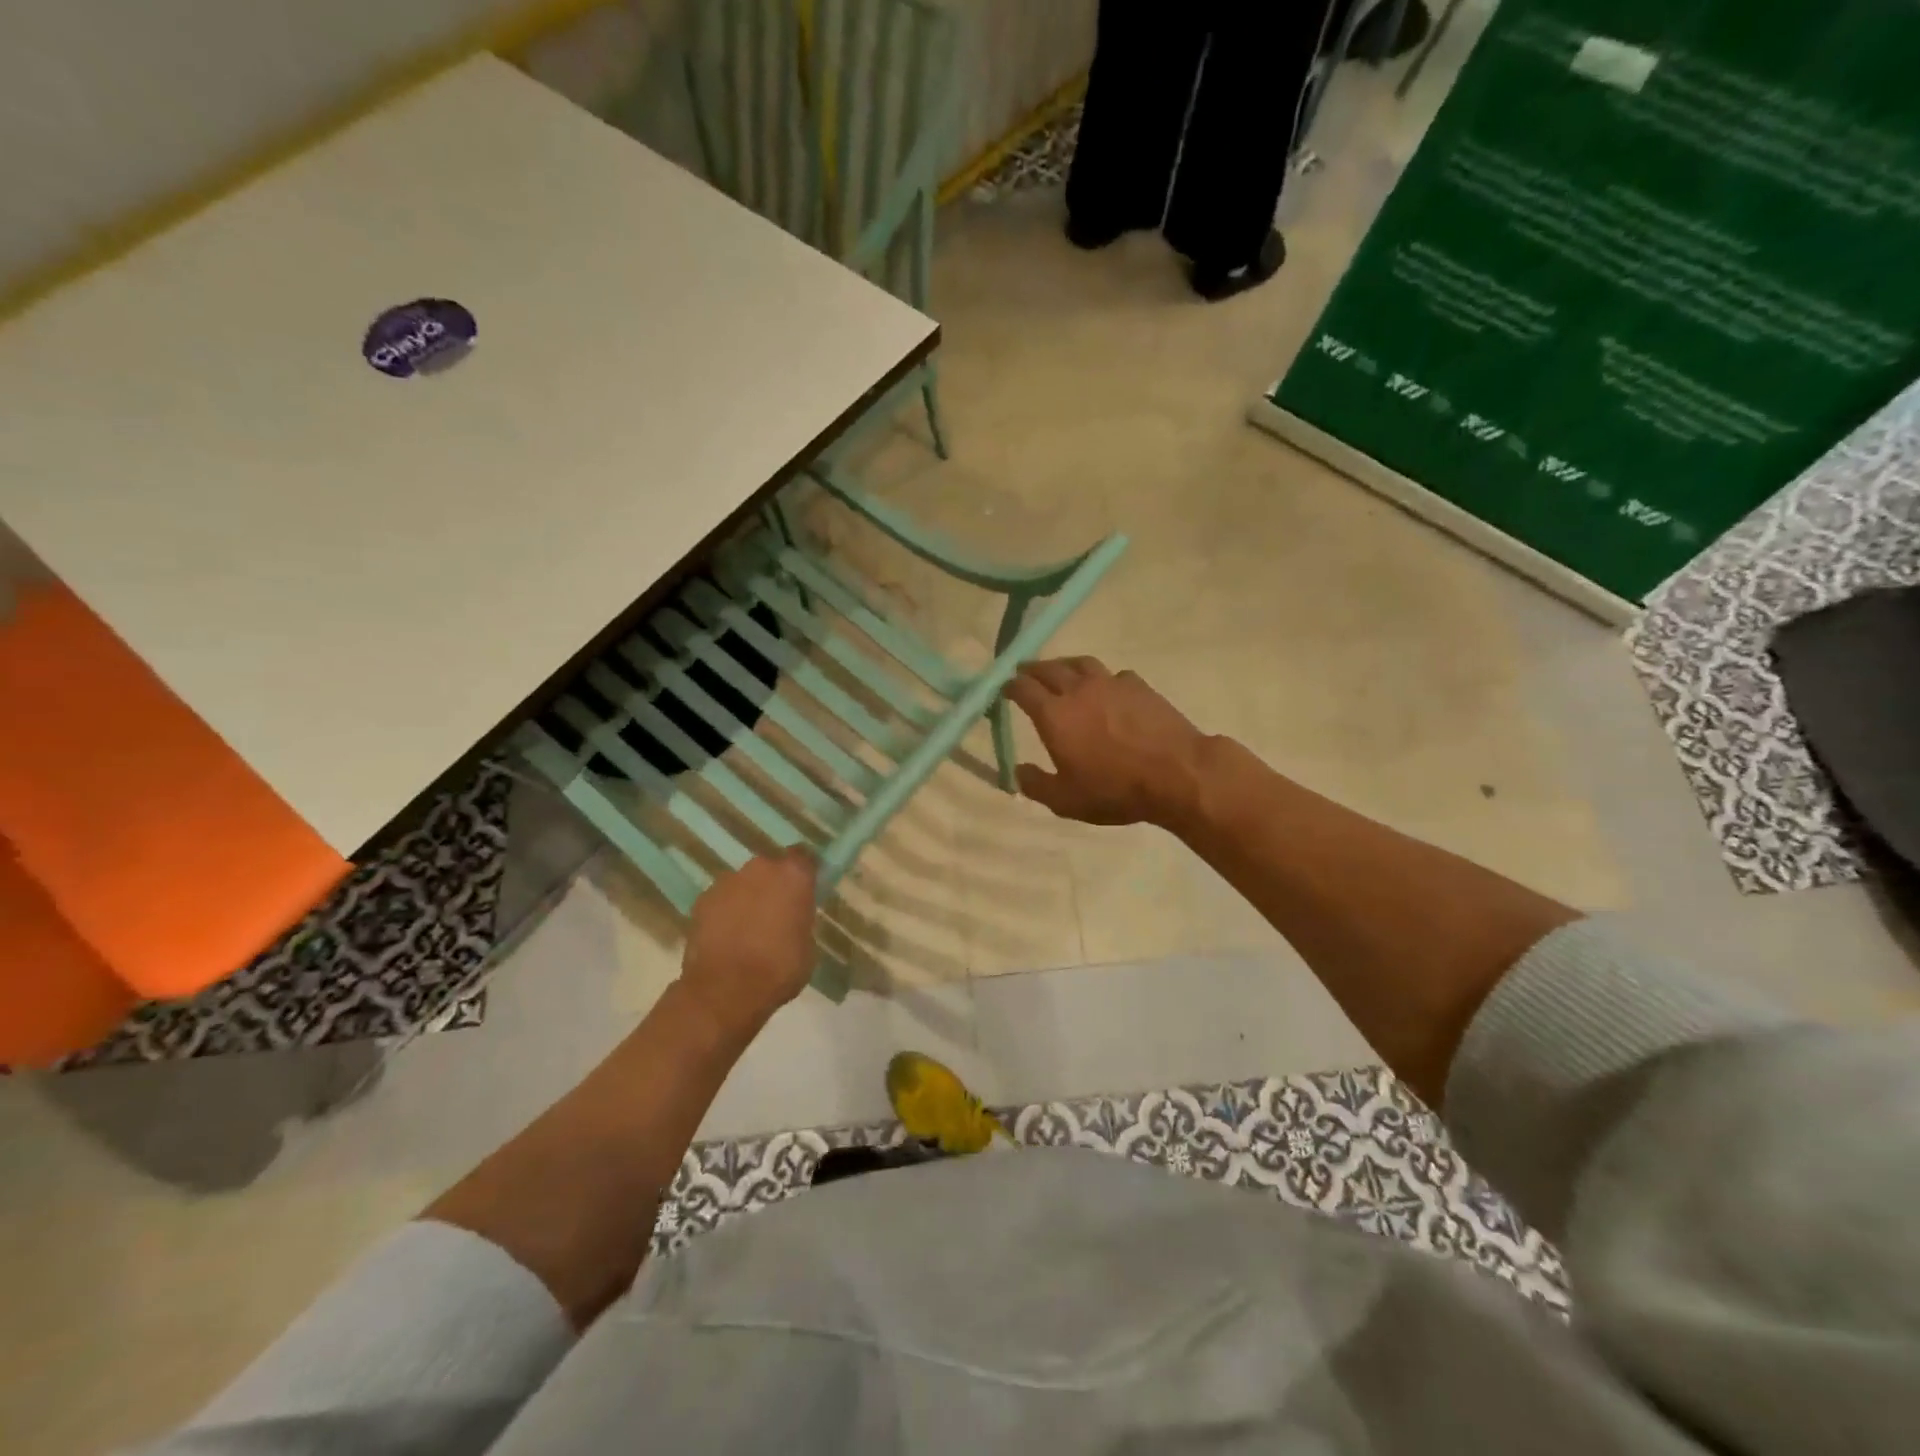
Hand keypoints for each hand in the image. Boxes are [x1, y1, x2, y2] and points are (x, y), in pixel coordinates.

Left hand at [679, 849, 818, 1033]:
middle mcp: (761, 868)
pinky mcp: (702, 900)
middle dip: (774, 885)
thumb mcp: (808, 946)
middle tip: (777, 913)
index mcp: (793, 875)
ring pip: (744, 883)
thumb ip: (801, 920)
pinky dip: (725, 912)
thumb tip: (793, 919)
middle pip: (771, 868)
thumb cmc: (779, 969)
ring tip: (749, 929)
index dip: (805, 874)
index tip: (806, 891)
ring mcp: (728, 881)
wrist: (726, 991)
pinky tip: (727, 937)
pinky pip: (722, 900)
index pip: (804, 858)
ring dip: (748, 898)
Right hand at [1003, 658, 1209, 827]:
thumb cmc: (1114, 789)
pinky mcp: (1139, 686)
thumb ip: (1036, 785)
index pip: (1023, 689)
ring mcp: (1111, 683)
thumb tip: (1018, 771)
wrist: (1176, 773)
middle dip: (1032, 669)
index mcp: (1054, 714)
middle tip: (1024, 672)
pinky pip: (1113, 675)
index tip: (1003, 688)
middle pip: (1049, 668)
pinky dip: (1102, 679)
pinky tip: (1106, 689)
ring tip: (1061, 671)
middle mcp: (1078, 690)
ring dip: (1065, 665)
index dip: (1010, 686)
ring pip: (1081, 663)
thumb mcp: (1066, 801)